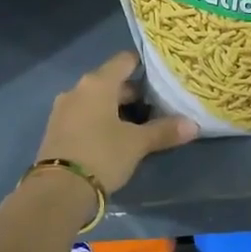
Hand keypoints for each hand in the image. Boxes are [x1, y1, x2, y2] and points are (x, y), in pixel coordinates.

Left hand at [35, 51, 196, 194]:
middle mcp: (77, 89)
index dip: (144, 64)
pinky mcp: (56, 130)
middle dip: (134, 93)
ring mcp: (63, 109)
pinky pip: (84, 115)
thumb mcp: (137, 144)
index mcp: (97, 83)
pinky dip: (101, 120)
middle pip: (111, 81)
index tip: (162, 74)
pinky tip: (115, 137)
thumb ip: (164, 131)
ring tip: (140, 123)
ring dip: (117, 108)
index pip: (124, 60)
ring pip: (97, 100)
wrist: (57, 191)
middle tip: (158, 105)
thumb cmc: (101, 155)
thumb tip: (193, 125)